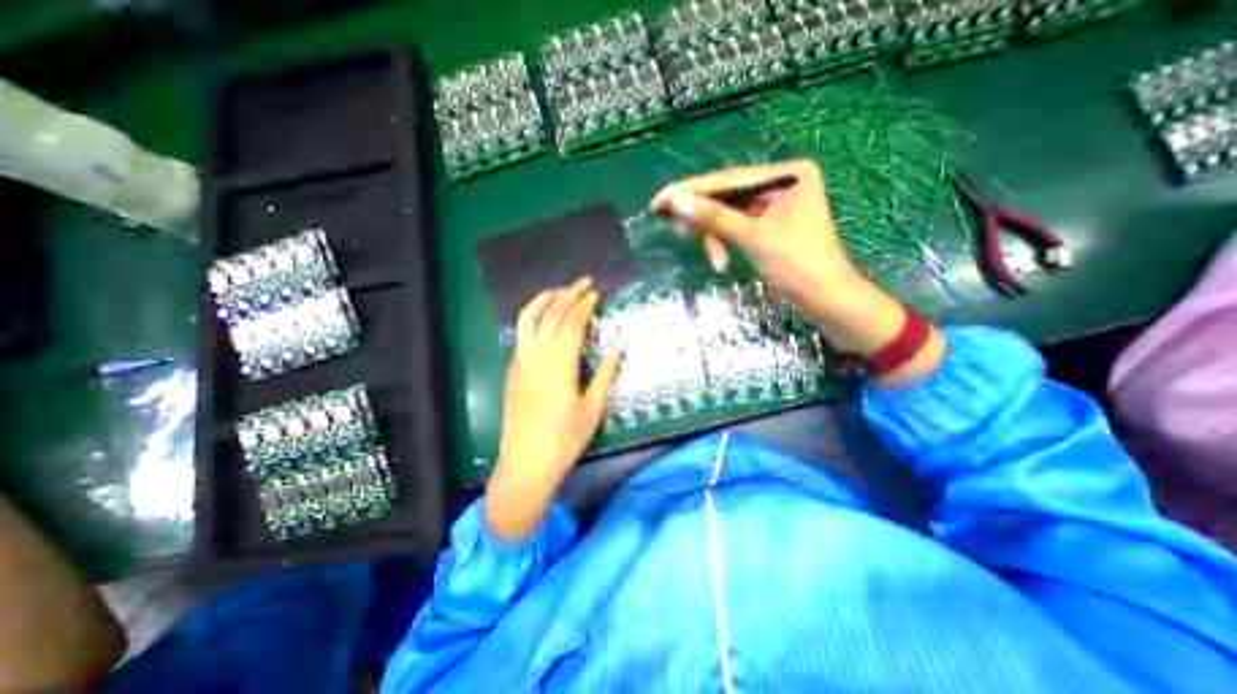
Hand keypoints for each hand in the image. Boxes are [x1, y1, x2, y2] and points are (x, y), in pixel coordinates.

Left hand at [486, 275, 622, 540]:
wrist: (527, 461)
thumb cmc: (566, 437)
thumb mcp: (594, 405)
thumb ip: (608, 370)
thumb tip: (623, 342)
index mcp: (560, 362)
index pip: (573, 321)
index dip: (585, 304)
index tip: (596, 292)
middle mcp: (538, 354)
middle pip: (553, 314)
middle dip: (569, 294)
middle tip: (584, 282)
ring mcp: (521, 360)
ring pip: (530, 318)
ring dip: (546, 300)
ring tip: (561, 290)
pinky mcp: (513, 368)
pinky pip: (522, 332)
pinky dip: (534, 316)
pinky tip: (544, 317)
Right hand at [650, 159, 943, 380]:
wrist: (826, 300)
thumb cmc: (797, 265)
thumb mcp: (754, 238)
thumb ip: (715, 217)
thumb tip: (677, 202)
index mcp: (786, 175)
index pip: (728, 180)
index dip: (690, 191)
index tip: (659, 201)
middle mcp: (780, 184)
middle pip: (726, 196)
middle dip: (703, 219)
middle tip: (676, 231)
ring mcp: (774, 206)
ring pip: (727, 214)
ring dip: (714, 237)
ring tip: (714, 261)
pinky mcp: (768, 225)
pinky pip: (735, 227)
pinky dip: (724, 243)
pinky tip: (720, 260)